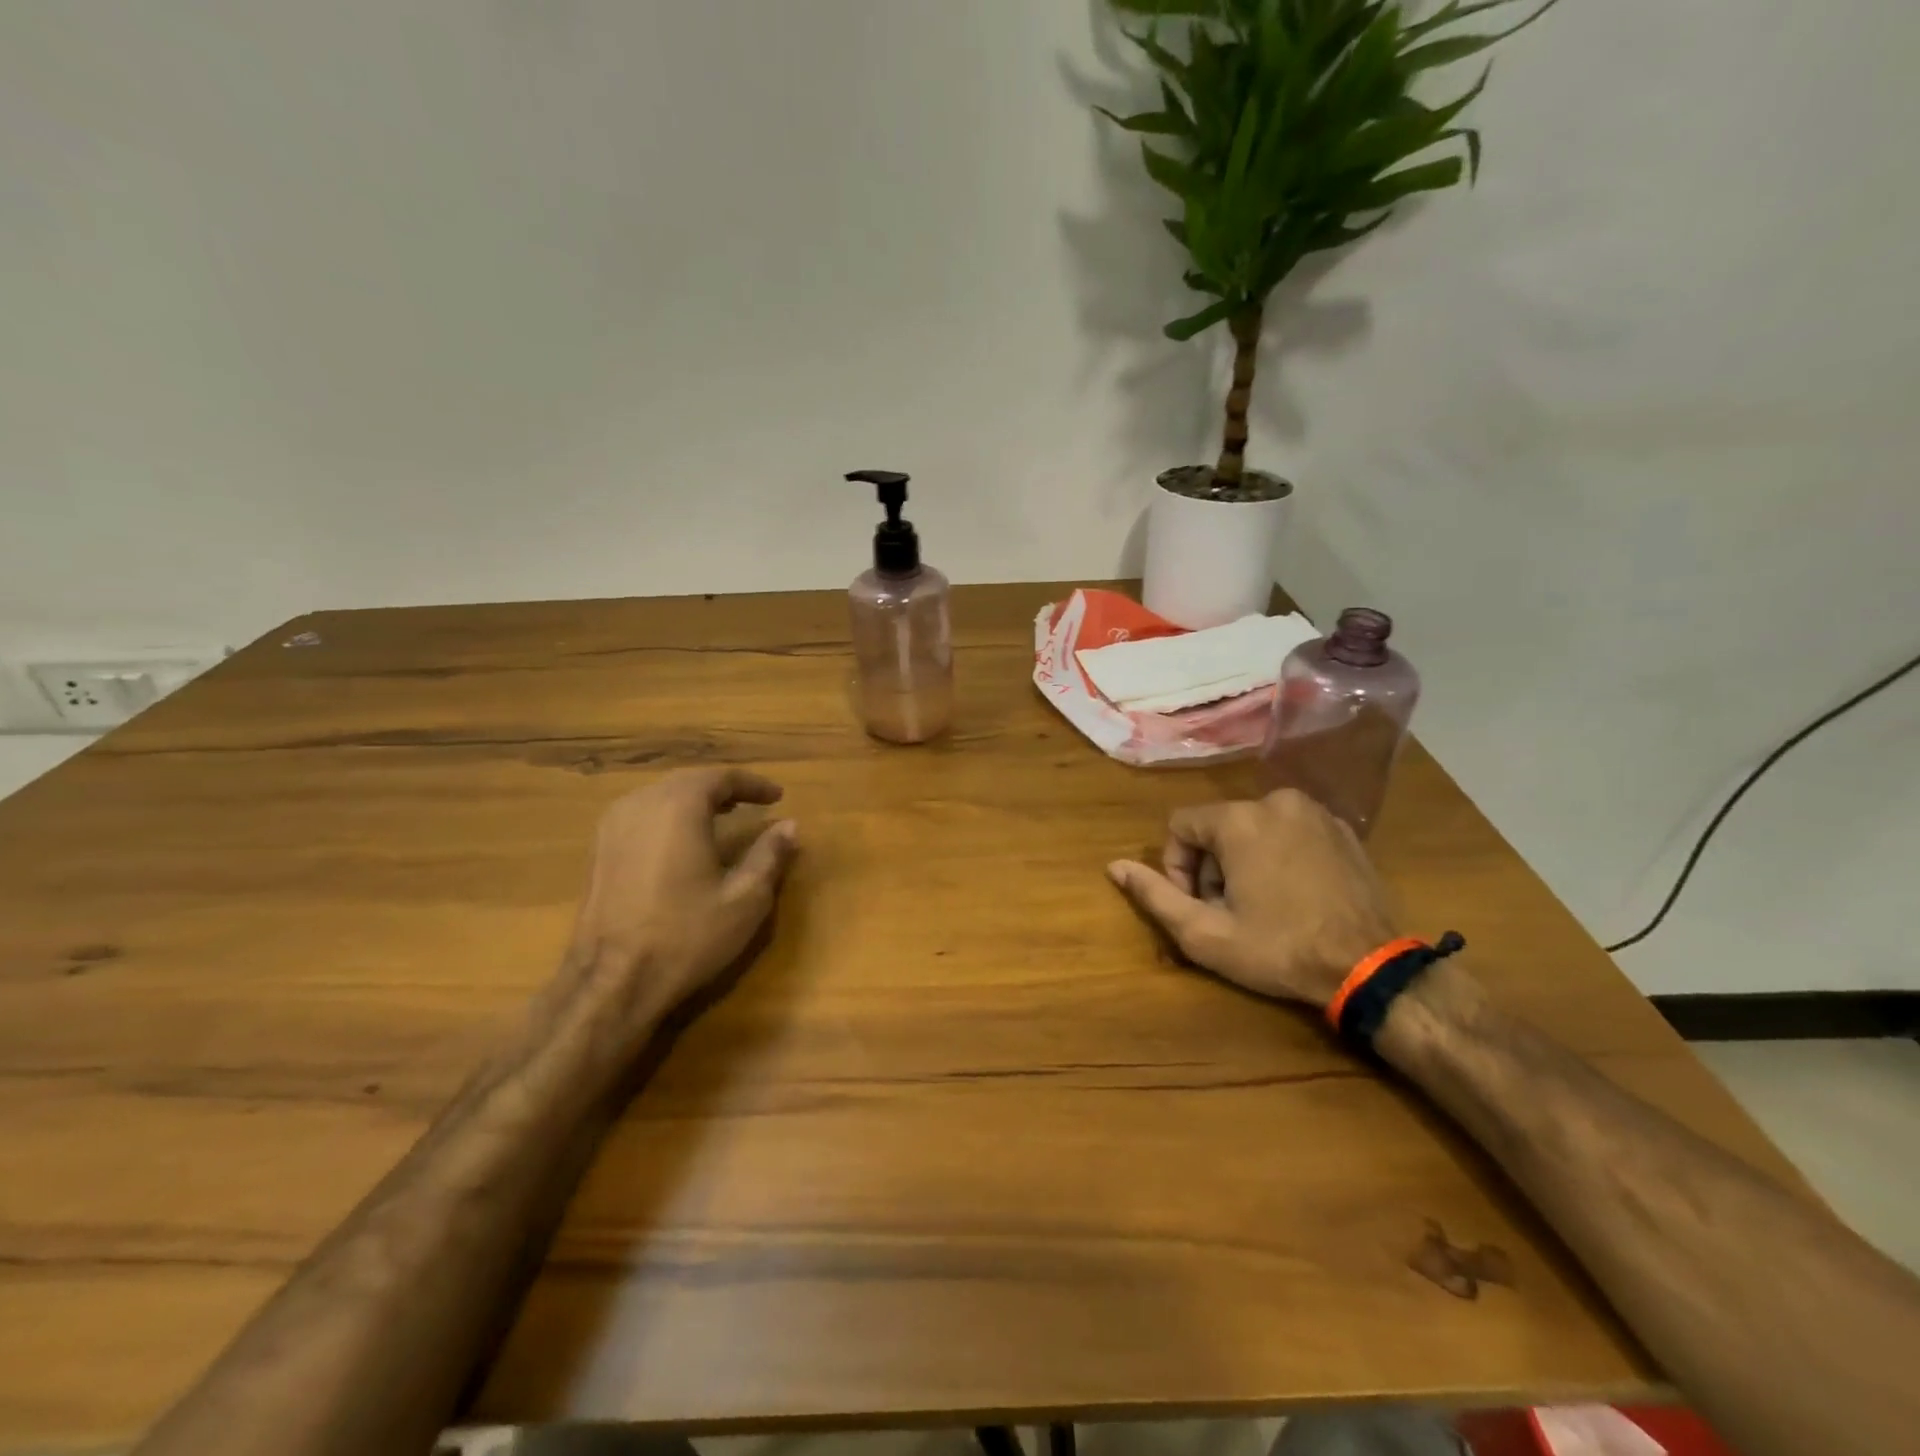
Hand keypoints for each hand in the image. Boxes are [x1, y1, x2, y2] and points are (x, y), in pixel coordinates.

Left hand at [556, 768, 798, 1034]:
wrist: (612, 982)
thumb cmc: (686, 936)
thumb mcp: (745, 898)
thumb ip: (770, 855)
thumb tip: (790, 826)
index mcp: (678, 806)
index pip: (721, 777)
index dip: (753, 784)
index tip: (778, 796)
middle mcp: (641, 804)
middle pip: (688, 781)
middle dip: (723, 789)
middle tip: (752, 803)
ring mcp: (612, 826)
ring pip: (661, 796)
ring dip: (694, 801)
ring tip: (722, 817)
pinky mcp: (598, 851)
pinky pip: (641, 815)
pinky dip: (669, 817)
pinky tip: (683, 841)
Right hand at [1107, 788, 1396, 1009]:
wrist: (1370, 966)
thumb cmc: (1279, 949)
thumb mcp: (1205, 933)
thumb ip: (1155, 894)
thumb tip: (1114, 866)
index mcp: (1239, 819)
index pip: (1181, 825)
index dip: (1178, 866)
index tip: (1198, 904)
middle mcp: (1275, 800)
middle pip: (1217, 826)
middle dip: (1212, 866)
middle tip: (1230, 911)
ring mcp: (1315, 812)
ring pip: (1253, 827)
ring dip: (1245, 860)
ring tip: (1263, 905)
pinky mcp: (1343, 828)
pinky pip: (1290, 831)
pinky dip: (1280, 855)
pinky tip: (1294, 895)